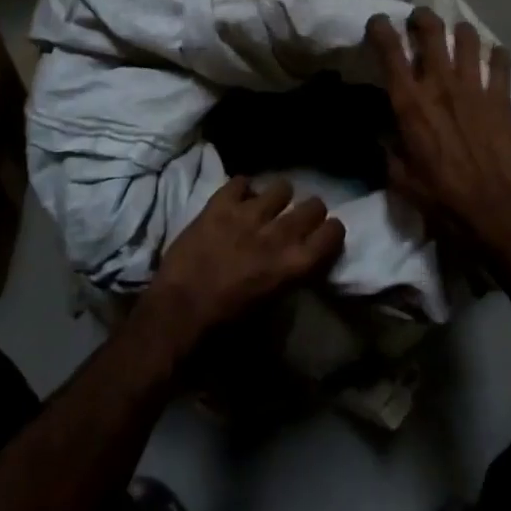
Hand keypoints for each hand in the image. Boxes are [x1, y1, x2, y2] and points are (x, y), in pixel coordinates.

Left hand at [139, 177, 344, 354]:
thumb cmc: (224, 328)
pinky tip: (237, 201)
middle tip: (300, 219)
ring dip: (278, 198)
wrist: (177, 314)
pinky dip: (242, 190)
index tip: (326, 234)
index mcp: (294, 265)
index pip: (332, 234)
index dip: (332, 231)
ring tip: (267, 207)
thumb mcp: (270, 311)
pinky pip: (241, 182)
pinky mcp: (220, 204)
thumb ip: (287, 280)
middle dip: (311, 211)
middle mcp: (278, 234)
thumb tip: (294, 266)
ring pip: (281, 187)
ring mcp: (248, 214)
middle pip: (313, 206)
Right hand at [366, 7, 510, 238]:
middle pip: (431, 30)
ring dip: (460, 32)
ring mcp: (474, 87)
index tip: (378, 22)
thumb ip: (387, 149)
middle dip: (423, 17)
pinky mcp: (501, 97)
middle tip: (419, 20)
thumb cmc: (440, 196)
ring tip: (458, 36)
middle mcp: (440, 83)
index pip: (390, 50)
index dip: (380, 28)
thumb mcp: (399, 177)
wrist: (492, 209)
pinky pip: (501, 62)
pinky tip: (494, 58)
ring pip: (467, 38)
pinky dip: (497, 55)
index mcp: (410, 101)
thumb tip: (379, 133)